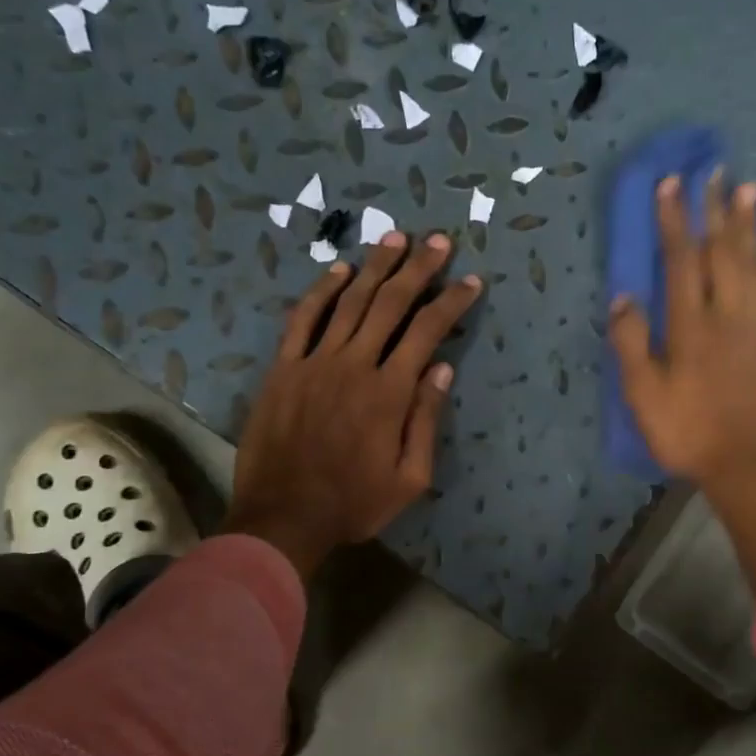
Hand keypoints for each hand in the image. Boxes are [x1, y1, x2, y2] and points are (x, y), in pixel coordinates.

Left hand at [225, 231, 481, 577]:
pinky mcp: (283, 369)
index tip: (472, 281)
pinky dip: (321, 291)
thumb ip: (425, 419)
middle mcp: (354, 364)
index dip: (452, 303)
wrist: (284, 517)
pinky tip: (338, 270)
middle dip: (418, 269)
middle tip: (438, 241)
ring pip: (349, 302)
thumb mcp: (410, 477)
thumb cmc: (354, 503)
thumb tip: (442, 368)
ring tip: (396, 238)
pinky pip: (303, 319)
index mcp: (389, 392)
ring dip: (375, 266)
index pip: (427, 332)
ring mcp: (314, 362)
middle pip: (390, 303)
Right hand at [608, 171, 755, 488]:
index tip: (670, 184)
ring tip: (749, 189)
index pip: (680, 262)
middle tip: (714, 171)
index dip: (673, 222)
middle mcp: (727, 317)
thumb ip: (632, 344)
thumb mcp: (643, 394)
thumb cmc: (685, 432)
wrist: (743, 465)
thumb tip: (623, 297)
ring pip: (755, 268)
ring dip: (750, 227)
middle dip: (714, 211)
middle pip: (721, 254)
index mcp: (689, 327)